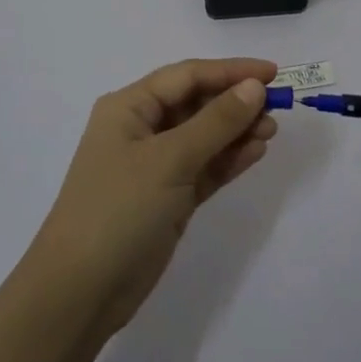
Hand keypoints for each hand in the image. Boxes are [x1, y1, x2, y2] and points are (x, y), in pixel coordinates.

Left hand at [29, 58, 278, 338]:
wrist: (81, 291)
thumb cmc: (119, 209)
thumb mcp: (170, 159)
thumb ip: (216, 122)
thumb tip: (253, 88)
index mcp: (129, 108)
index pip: (186, 76)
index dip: (230, 71)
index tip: (272, 74)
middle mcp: (141, 130)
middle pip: (196, 103)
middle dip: (235, 102)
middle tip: (279, 108)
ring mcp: (155, 166)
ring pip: (204, 137)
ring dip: (237, 131)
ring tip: (272, 131)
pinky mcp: (168, 198)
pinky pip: (204, 168)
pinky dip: (228, 159)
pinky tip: (256, 152)